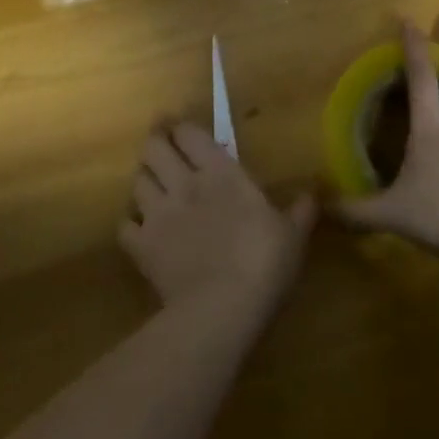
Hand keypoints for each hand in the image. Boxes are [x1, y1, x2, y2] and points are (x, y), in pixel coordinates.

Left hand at [118, 122, 315, 317]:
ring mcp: (158, 214)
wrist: (220, 310)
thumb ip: (300, 212)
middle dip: (154, 143)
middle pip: (154, 149)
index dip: (181, 128)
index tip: (179, 128)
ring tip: (151, 186)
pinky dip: (131, 224)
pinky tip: (139, 230)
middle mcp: (184, 183)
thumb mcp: (292, 236)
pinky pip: (125, 226)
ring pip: (137, 182)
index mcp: (220, 172)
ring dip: (143, 180)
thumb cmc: (263, 263)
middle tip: (159, 146)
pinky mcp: (142, 248)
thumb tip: (313, 194)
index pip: (189, 134)